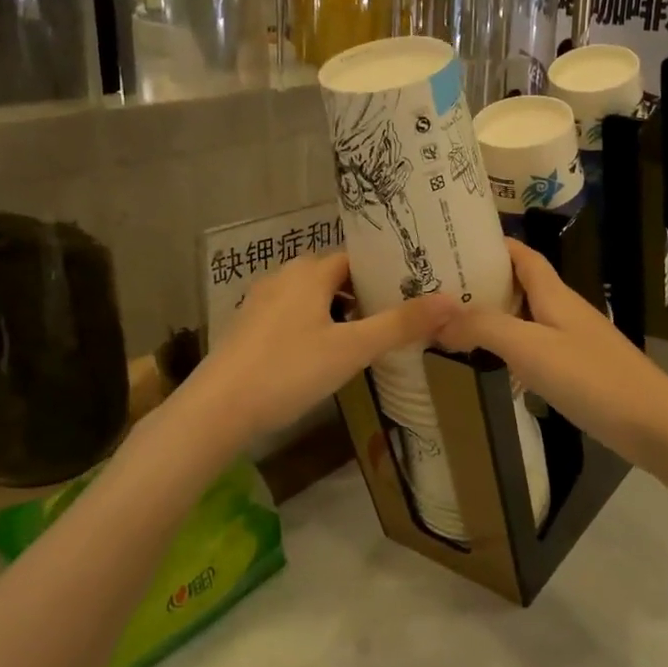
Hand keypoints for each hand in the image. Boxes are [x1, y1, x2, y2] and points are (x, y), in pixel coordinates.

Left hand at [184, 252, 456, 441]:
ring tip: (365, 337)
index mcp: (309, 272)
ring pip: (310, 297)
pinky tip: (321, 355)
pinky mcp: (247, 328)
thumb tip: (450, 301)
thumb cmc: (288, 370)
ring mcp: (260, 303)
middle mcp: (283, 277)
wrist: (217, 409)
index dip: (383, 271)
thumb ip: (400, 325)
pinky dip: (312, 326)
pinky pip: (290, 316)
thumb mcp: (351, 349)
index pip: (355, 258)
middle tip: (395, 315)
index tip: (411, 287)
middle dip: (363, 293)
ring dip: (337, 311)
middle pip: (332, 276)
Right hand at [436, 239, 667, 470]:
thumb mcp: (530, 347)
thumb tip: (437, 317)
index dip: (493, 244)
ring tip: (455, 323)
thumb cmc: (591, 377)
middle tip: (441, 290)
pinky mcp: (579, 370)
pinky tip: (494, 364)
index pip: (522, 255)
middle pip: (521, 284)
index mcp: (554, 294)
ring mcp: (574, 341)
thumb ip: (484, 327)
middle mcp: (563, 310)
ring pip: (527, 317)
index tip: (455, 243)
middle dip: (485, 281)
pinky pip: (536, 347)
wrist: (653, 423)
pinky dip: (511, 347)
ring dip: (495, 316)